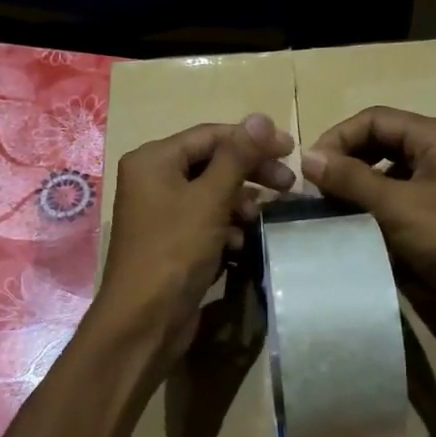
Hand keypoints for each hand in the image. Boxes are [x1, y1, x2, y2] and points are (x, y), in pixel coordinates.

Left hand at [96, 113, 295, 368]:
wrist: (144, 320)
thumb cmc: (175, 251)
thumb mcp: (210, 199)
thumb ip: (237, 157)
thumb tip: (262, 116)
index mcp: (153, 160)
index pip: (211, 135)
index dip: (252, 139)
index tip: (290, 150)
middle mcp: (153, 179)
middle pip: (211, 163)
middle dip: (249, 173)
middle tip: (288, 184)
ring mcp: (160, 212)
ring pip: (211, 194)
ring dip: (240, 203)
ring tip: (261, 218)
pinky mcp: (171, 240)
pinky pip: (204, 221)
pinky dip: (225, 227)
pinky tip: (239, 243)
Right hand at [302, 107, 435, 392]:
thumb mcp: (398, 205)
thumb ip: (350, 179)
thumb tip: (306, 157)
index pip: (375, 120)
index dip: (338, 138)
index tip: (306, 170)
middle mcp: (435, 160)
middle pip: (376, 147)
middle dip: (342, 166)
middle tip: (311, 194)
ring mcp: (431, 195)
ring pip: (378, 181)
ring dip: (349, 194)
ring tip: (320, 215)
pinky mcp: (425, 228)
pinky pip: (386, 212)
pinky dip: (362, 218)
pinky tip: (340, 234)